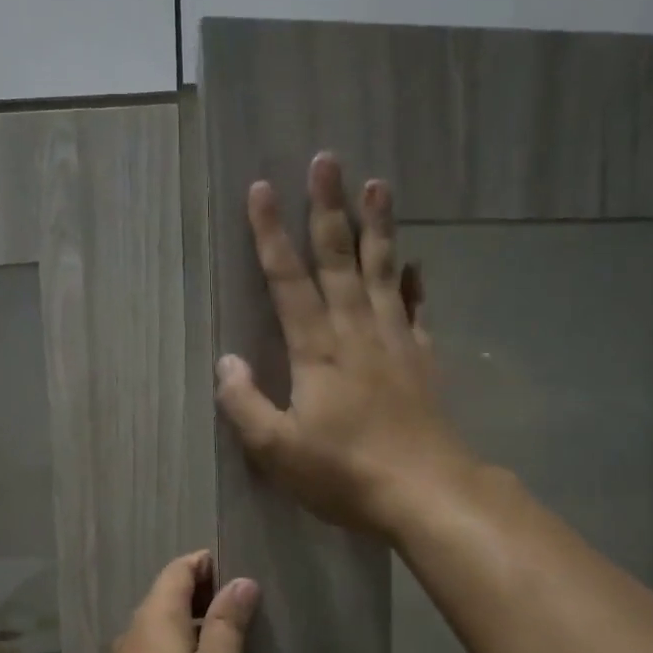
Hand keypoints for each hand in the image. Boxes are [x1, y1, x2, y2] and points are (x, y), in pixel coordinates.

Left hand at [88, 551, 259, 652]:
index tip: (244, 572)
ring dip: (199, 625)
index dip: (208, 563)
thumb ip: (228, 621)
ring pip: (166, 628)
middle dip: (207, 593)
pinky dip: (186, 651)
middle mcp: (135, 634)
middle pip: (170, 596)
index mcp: (154, 617)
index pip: (178, 569)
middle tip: (250, 607)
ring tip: (238, 640)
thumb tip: (241, 581)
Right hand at [215, 152, 476, 536]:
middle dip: (328, 209)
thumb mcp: (278, 451)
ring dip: (378, 228)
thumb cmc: (345, 474)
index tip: (262, 189)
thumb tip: (225, 362)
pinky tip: (414, 264)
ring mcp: (396, 344)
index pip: (289, 282)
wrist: (427, 493)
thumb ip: (245, 405)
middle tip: (327, 159)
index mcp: (317, 352)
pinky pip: (416, 311)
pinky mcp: (423, 362)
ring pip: (383, 273)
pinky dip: (413, 284)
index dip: (271, 235)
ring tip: (377, 185)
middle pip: (340, 261)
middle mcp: (357, 334)